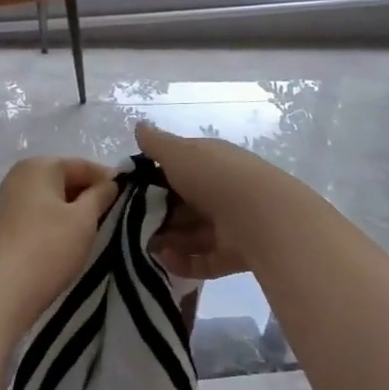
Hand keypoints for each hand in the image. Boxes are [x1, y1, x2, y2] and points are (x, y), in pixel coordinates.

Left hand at [0, 157, 120, 318]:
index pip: (83, 165)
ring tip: (96, 228)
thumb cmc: (49, 247)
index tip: (129, 196)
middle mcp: (21, 174)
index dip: (108, 179)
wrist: (4, 291)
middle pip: (66, 178)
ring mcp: (10, 198)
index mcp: (40, 165)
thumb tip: (110, 183)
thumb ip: (101, 195)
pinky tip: (70, 237)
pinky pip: (40, 211)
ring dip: (74, 209)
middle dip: (90, 194)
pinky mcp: (7, 221)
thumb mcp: (84, 219)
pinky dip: (58, 219)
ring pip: (53, 196)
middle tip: (114, 214)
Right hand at [137, 123, 297, 280]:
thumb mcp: (180, 153)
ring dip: (166, 240)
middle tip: (129, 224)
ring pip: (190, 234)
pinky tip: (164, 260)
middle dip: (157, 215)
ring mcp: (228, 224)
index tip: (127, 191)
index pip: (178, 169)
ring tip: (142, 246)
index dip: (153, 179)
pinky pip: (202, 261)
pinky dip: (183, 262)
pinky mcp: (232, 255)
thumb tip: (139, 126)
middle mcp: (220, 191)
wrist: (261, 217)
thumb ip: (156, 143)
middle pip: (182, 205)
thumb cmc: (214, 177)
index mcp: (210, 162)